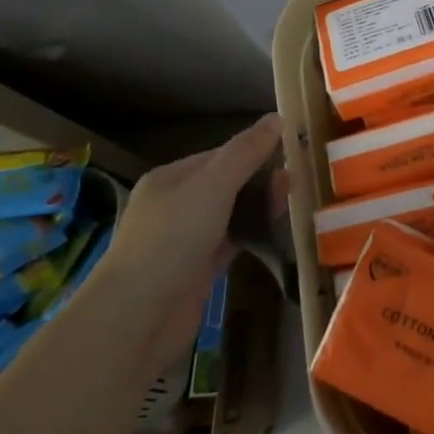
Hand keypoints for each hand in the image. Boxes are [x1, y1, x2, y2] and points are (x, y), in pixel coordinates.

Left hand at [99, 114, 283, 378]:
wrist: (138, 316)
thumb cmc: (173, 239)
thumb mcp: (213, 186)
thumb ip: (245, 152)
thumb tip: (277, 117)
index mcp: (170, 178)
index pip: (219, 154)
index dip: (254, 150)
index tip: (291, 152)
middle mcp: (175, 206)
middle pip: (226, 183)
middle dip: (260, 179)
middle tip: (295, 182)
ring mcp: (185, 240)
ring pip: (231, 213)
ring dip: (259, 206)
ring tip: (290, 204)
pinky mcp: (197, 270)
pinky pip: (231, 241)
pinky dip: (252, 234)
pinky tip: (275, 232)